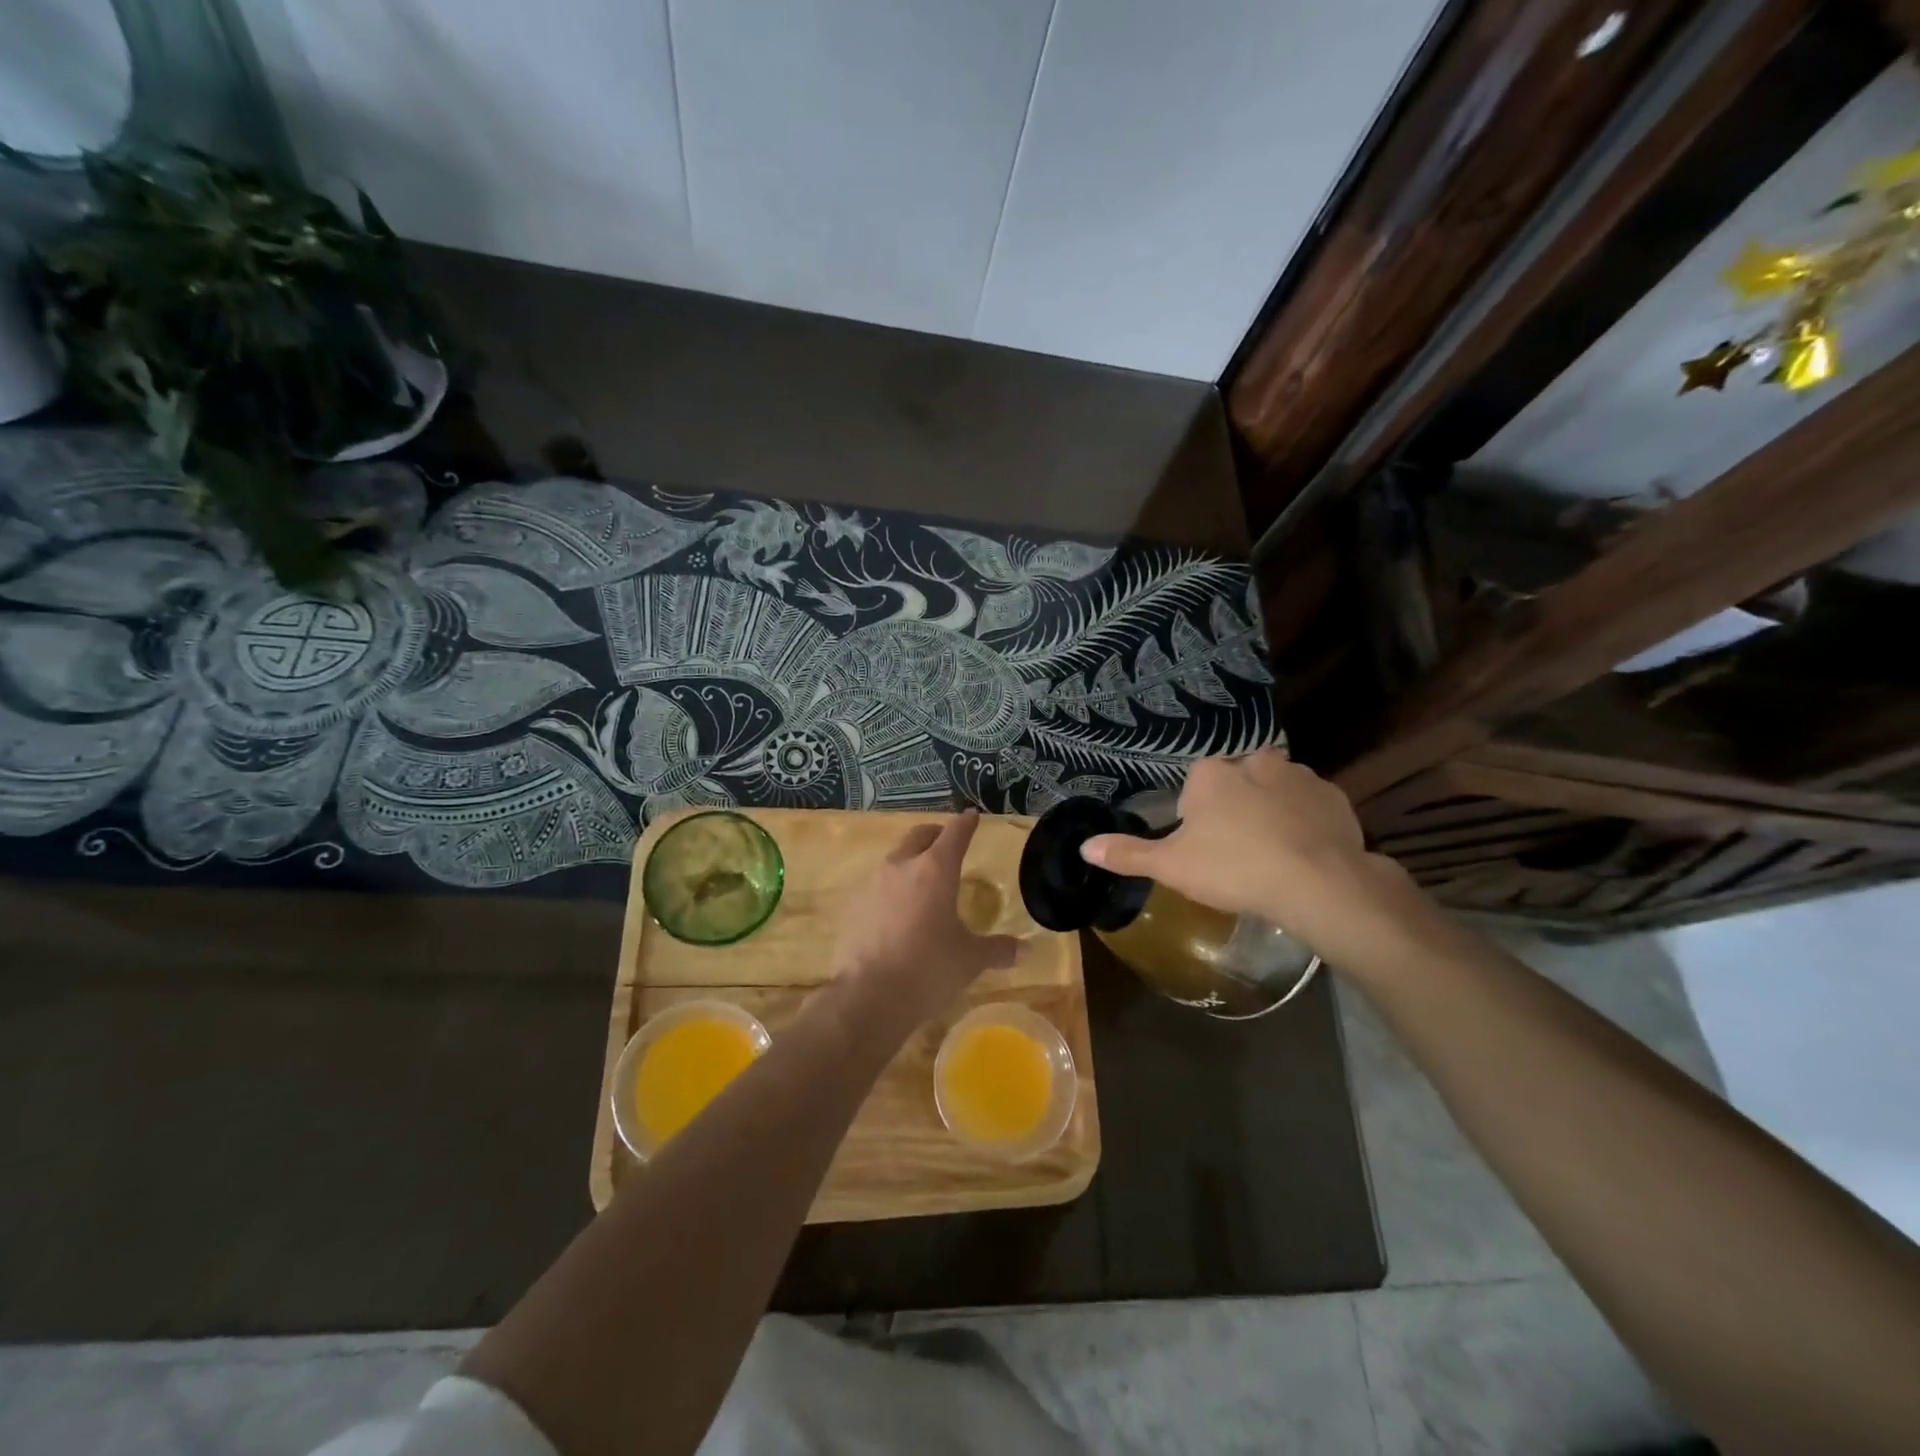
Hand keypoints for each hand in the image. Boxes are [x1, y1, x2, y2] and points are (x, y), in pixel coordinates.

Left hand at [832, 811, 1019, 1030]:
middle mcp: (901, 866)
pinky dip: (889, 891)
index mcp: (935, 870)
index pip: (955, 834)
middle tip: (946, 844)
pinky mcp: (851, 905)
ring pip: (894, 860)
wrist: (868, 997)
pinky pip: (875, 887)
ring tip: (921, 884)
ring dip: (910, 863)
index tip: (971, 815)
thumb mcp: (970, 960)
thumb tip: (1024, 951)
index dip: (966, 823)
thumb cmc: (928, 970)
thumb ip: (997, 949)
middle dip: (935, 835)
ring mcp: (871, 883)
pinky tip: (894, 914)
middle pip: (920, 836)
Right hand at [1081, 750, 1417, 965]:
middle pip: (1237, 781)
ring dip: (1271, 810)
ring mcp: (1300, 776)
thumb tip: (1083, 847)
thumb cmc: (1233, 868)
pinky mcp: (1335, 797)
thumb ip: (1128, 854)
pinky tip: (1304, 853)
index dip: (1196, 815)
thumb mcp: (1171, 866)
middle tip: (1236, 849)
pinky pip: (1311, 805)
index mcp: (1213, 773)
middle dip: (1235, 806)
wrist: (1317, 884)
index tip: (1203, 846)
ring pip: (1275, 789)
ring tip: (1272, 853)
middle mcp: (1255, 762)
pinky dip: (1305, 822)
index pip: (1196, 783)